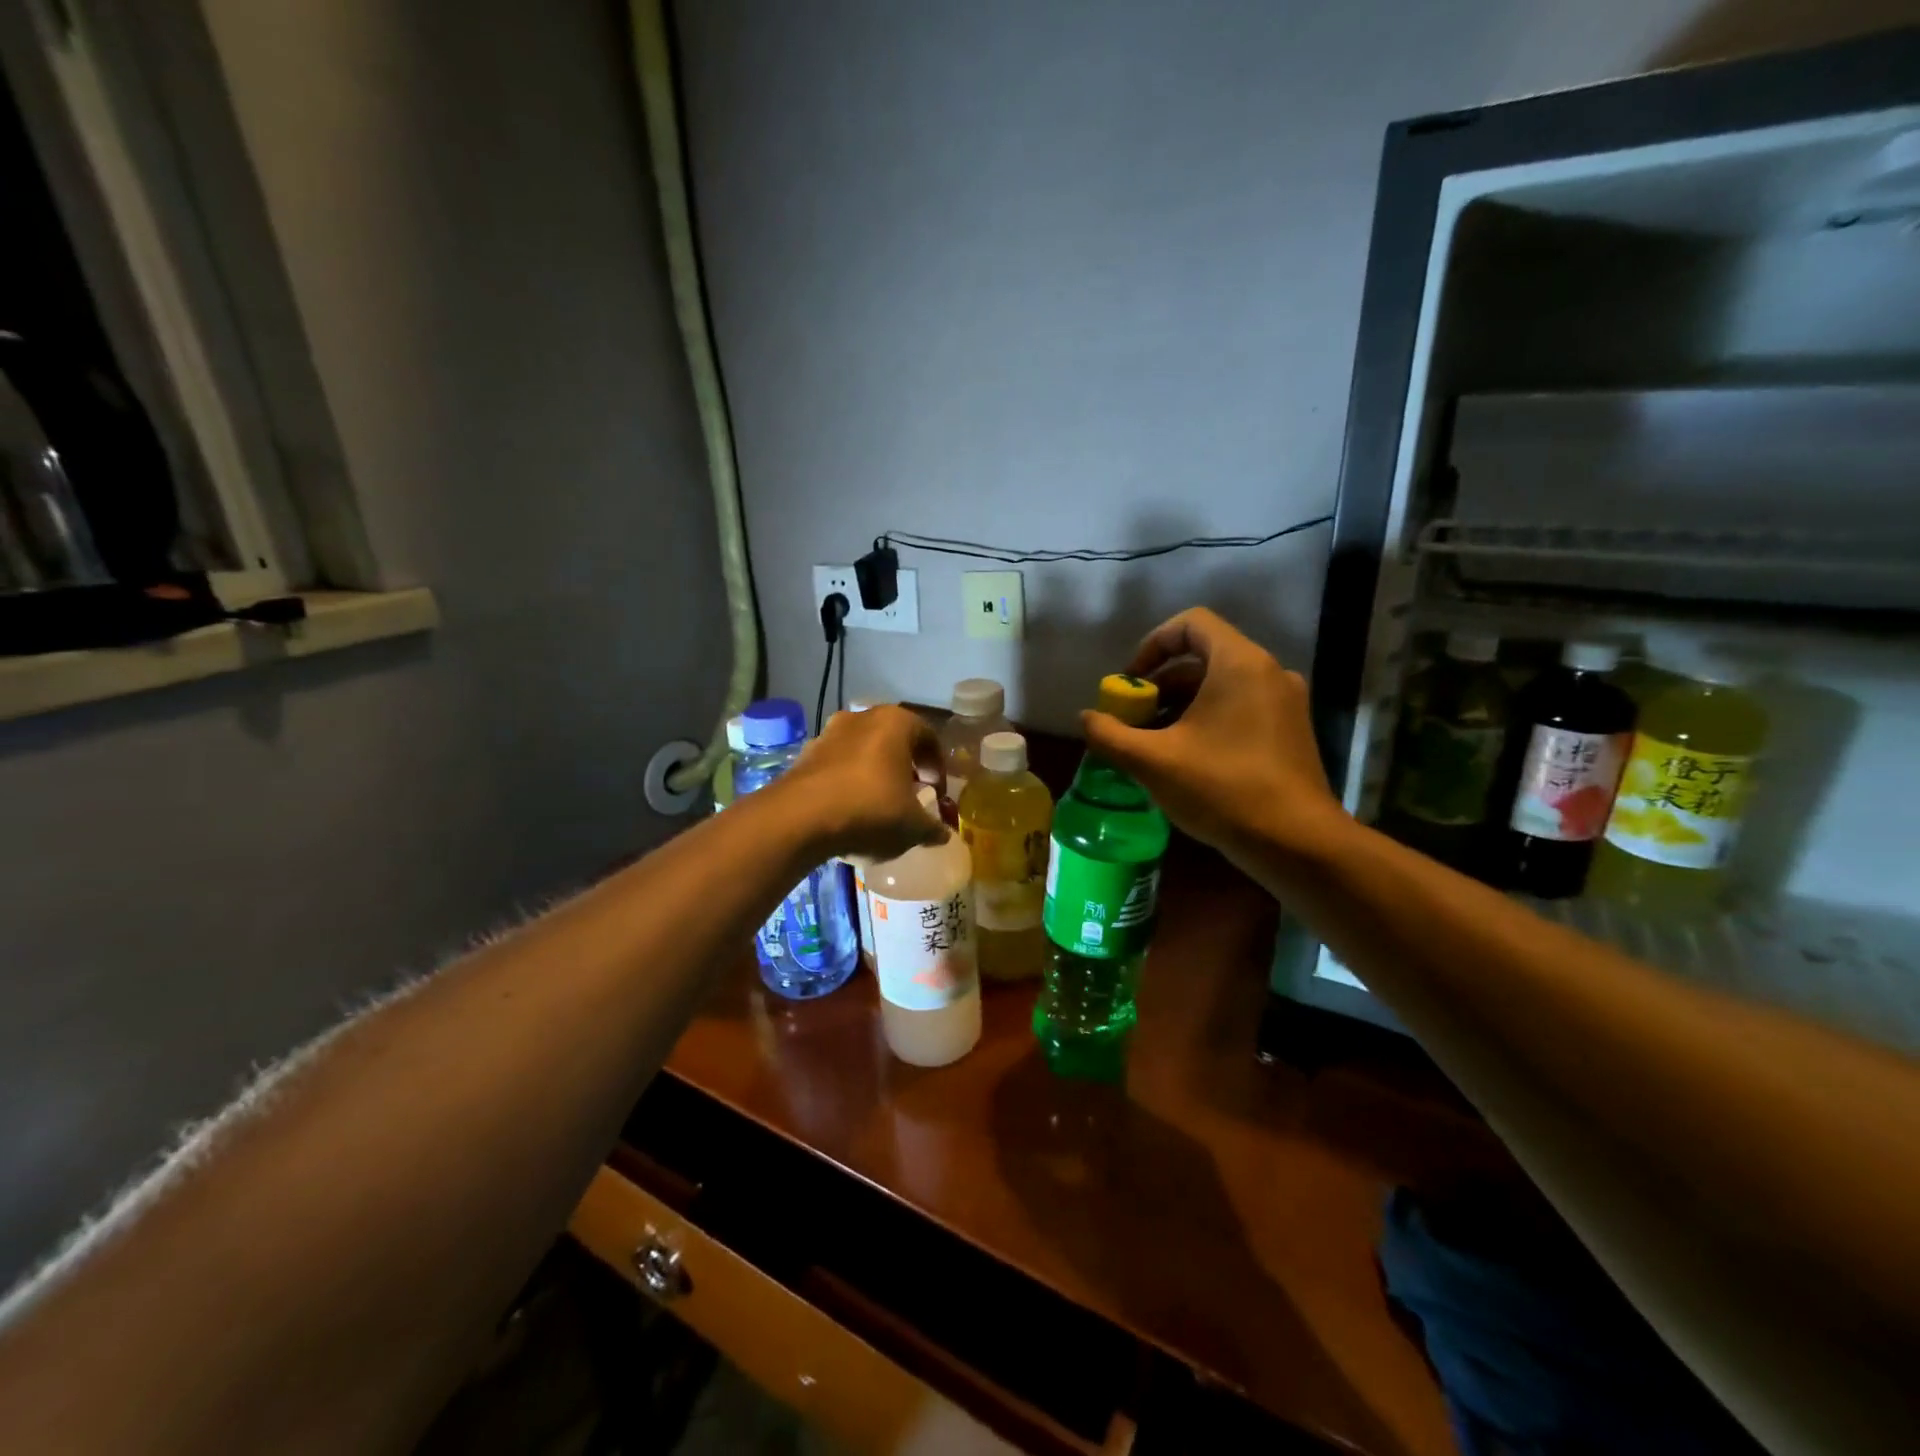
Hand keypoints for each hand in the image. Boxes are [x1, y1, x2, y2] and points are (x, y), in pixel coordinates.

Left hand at [777, 704, 949, 861]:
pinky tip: (848, 812)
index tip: (936, 792)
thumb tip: (943, 834)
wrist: (799, 819)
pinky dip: (846, 783)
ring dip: (873, 773)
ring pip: (862, 751)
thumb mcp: (912, 826)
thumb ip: (932, 827)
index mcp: (896, 723)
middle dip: (904, 767)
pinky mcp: (803, 756)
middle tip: (910, 795)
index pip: (928, 736)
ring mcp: (828, 734)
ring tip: (878, 805)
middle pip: (892, 740)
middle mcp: (862, 718)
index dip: (937, 766)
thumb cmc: (870, 810)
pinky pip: (836, 767)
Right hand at [1080, 608, 1348, 864]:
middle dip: (1161, 683)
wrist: (1296, 843)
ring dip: (1182, 705)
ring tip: (1153, 742)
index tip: (1131, 681)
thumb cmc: (1221, 788)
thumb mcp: (1153, 762)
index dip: (1153, 644)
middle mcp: (1268, 672)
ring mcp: (1285, 703)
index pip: (1192, 623)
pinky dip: (1209, 720)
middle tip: (1134, 718)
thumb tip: (1086, 718)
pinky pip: (1242, 708)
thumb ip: (1110, 734)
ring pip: (1222, 686)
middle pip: (1204, 657)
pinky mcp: (1291, 732)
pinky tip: (1187, 759)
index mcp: (1239, 664)